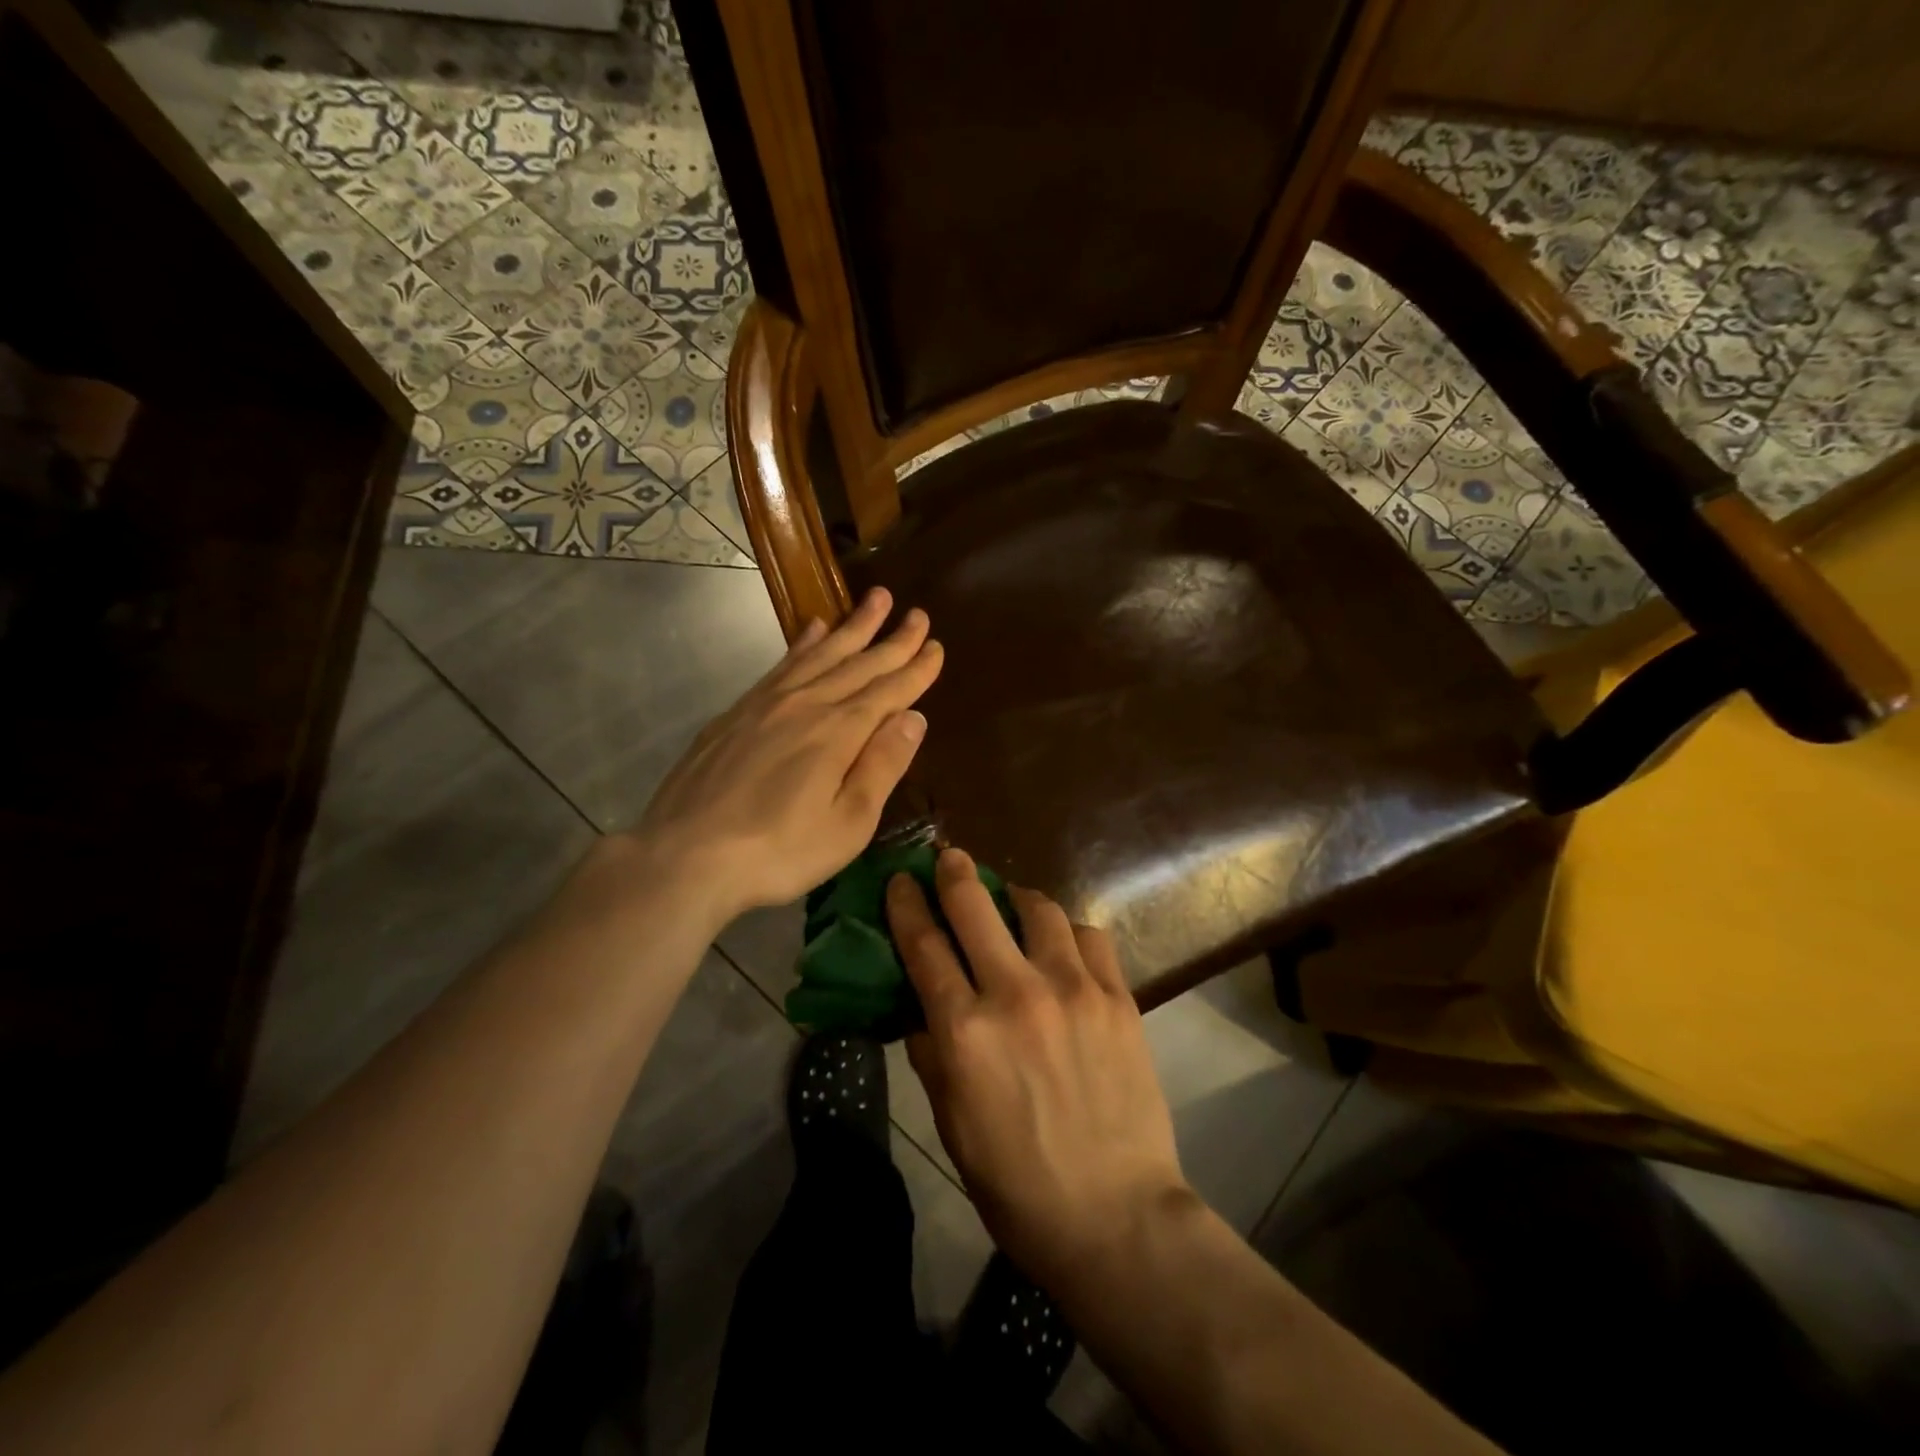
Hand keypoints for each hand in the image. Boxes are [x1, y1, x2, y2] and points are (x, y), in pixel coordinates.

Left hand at [624, 587, 942, 926]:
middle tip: (918, 613)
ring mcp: (767, 703)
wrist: (686, 855)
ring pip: (820, 653)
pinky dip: (803, 643)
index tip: (936, 645)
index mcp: (839, 732)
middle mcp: (807, 703)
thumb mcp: (848, 823)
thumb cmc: (779, 851)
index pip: (889, 691)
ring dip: (852, 626)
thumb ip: (883, 766)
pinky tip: (813, 628)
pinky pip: (782, 663)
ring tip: (876, 599)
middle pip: (858, 663)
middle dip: (893, 639)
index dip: (916, 669)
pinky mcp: (737, 712)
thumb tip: (914, 717)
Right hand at [888, 850, 1188, 1288]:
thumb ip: (931, 1052)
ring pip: (1039, 907)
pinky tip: (1063, 945)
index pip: (923, 944)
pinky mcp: (1117, 996)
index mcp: (964, 1030)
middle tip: (950, 857)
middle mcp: (1015, 993)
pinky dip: (1068, 931)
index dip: (906, 903)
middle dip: (955, 871)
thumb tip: (921, 1005)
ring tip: (1012, 903)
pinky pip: (1089, 935)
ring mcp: (1073, 989)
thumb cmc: (1015, 1182)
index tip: (901, 879)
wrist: (1114, 1216)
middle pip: (975, 905)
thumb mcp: (950, 1122)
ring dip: (1016, 897)